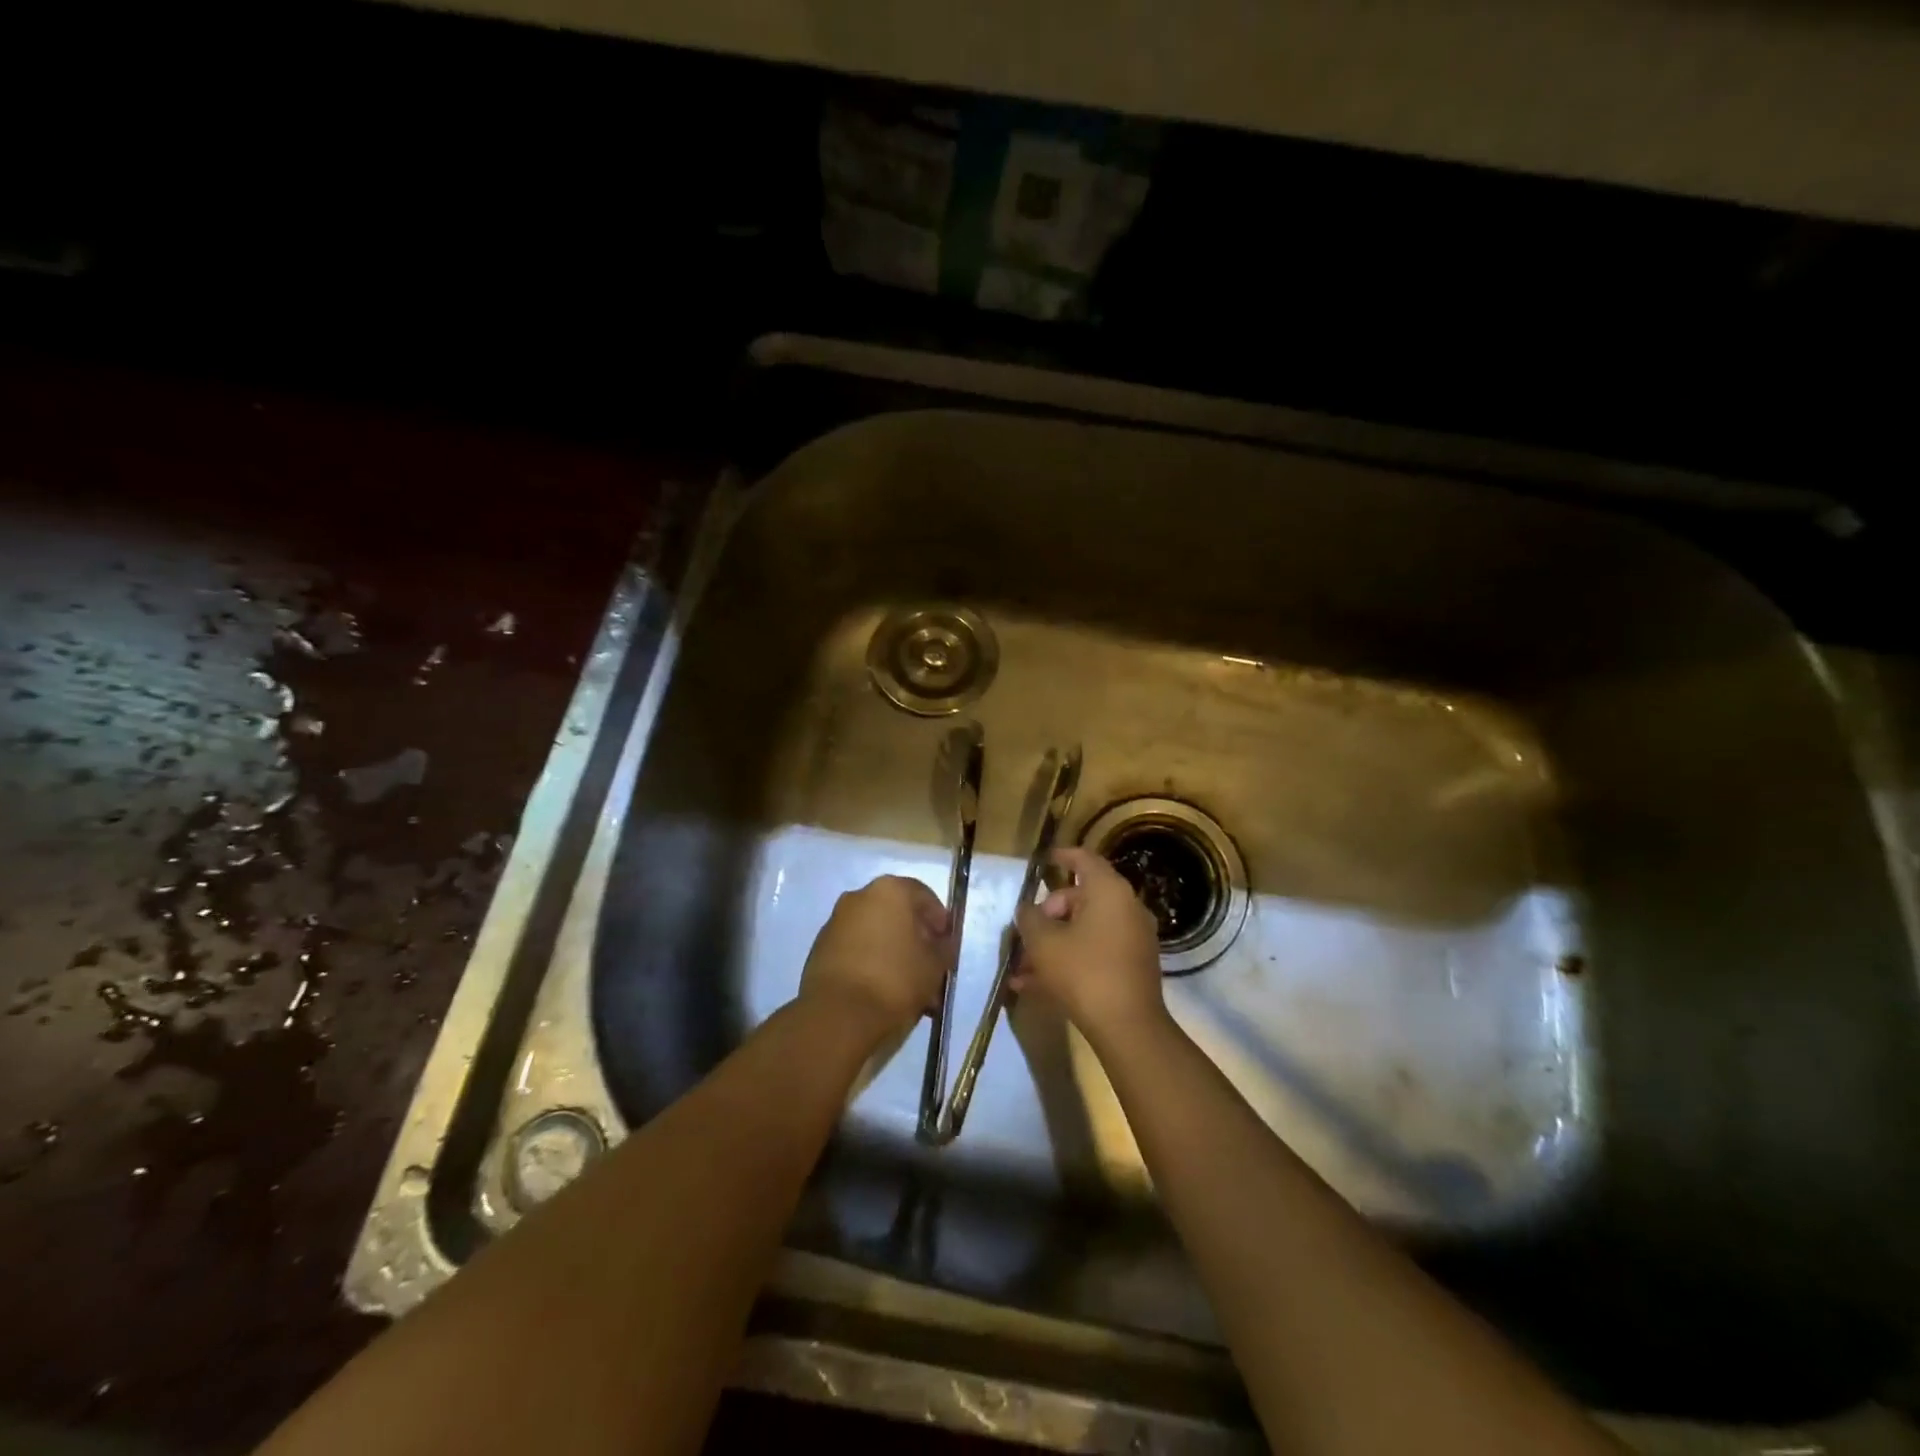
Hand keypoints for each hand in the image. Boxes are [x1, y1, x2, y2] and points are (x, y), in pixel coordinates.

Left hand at [799, 874, 950, 1041]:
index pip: (924, 896)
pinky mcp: (820, 947)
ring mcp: (836, 921)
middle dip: (915, 938)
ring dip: (893, 952)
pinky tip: (882, 990)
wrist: (838, 1015)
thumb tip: (942, 942)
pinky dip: (871, 961)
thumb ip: (944, 947)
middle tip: (929, 965)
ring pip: (875, 932)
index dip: (940, 920)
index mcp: (890, 890)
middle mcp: (859, 896)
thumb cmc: (895, 980)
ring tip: (907, 986)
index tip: (947, 945)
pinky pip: (855, 948)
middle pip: (897, 913)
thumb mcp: (935, 965)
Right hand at [1012, 847, 1166, 1043]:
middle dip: (1048, 914)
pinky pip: (1095, 953)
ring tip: (1021, 968)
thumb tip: (1027, 910)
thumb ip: (1030, 918)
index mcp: (1109, 891)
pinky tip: (1036, 987)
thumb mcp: (1044, 943)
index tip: (1042, 860)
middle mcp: (1127, 908)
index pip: (1084, 859)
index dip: (1061, 856)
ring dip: (1053, 944)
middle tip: (1025, 934)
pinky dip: (1069, 961)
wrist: (1128, 1027)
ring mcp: (1133, 939)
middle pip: (1081, 899)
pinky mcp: (1133, 967)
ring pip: (1084, 931)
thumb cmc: (1083, 972)